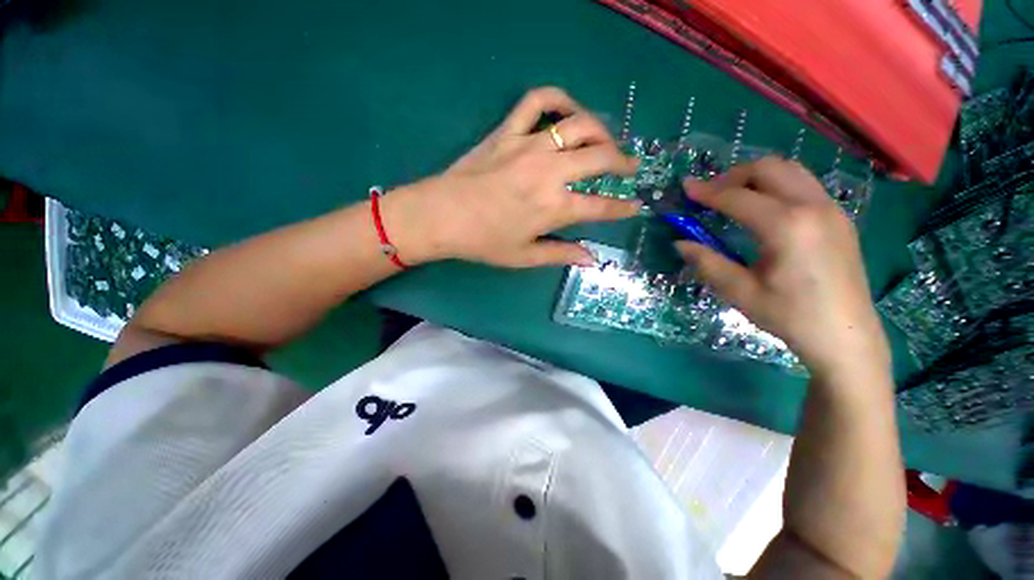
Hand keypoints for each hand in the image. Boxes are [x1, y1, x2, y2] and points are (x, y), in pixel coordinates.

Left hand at [381, 87, 639, 267]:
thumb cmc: (483, 241)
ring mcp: (529, 146)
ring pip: (580, 123)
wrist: (441, 216)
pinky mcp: (509, 131)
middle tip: (629, 167)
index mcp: (554, 207)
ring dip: (601, 130)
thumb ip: (561, 254)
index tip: (634, 206)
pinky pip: (538, 100)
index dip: (622, 208)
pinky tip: (567, 111)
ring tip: (605, 140)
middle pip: (601, 156)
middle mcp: (550, 172)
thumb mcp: (524, 256)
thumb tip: (592, 259)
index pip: (601, 207)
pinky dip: (558, 98)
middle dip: (623, 161)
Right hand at [676, 158, 889, 376]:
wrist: (846, 336)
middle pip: (769, 168)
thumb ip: (707, 262)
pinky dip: (777, 186)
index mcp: (786, 226)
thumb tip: (680, 243)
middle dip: (733, 176)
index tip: (685, 188)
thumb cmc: (790, 316)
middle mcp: (813, 207)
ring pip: (790, 171)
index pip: (737, 197)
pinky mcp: (839, 218)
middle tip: (709, 194)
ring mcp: (832, 210)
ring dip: (757, 177)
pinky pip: (805, 185)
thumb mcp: (740, 292)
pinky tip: (764, 209)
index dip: (706, 192)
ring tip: (733, 197)